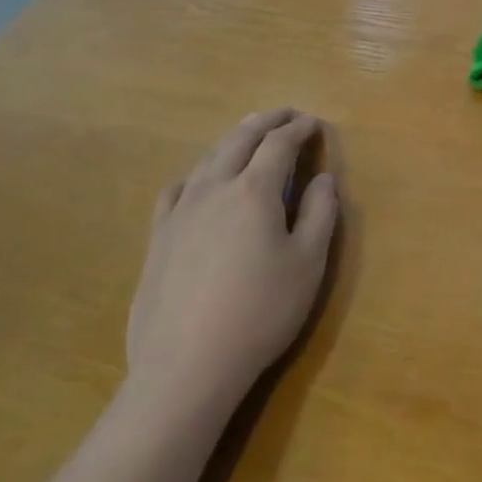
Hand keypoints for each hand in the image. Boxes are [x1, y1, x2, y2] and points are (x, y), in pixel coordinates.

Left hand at [126, 109, 339, 414]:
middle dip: (267, 121)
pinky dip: (197, 172)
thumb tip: (322, 179)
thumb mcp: (308, 264)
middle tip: (286, 114)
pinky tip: (199, 180)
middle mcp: (215, 187)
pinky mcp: (158, 237)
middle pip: (241, 139)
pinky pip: (177, 188)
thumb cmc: (260, 313)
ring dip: (233, 139)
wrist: (186, 367)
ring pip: (208, 158)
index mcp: (254, 190)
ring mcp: (180, 211)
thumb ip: (319, 214)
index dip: (299, 129)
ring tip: (248, 134)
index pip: (279, 143)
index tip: (314, 123)